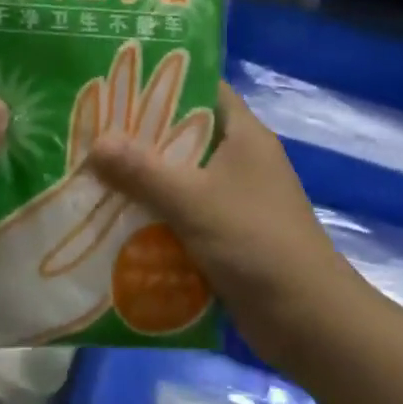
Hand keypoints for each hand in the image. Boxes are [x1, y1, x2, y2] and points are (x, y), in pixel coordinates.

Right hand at [88, 84, 362, 374]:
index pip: (203, 90)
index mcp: (244, 135)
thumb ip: (142, 171)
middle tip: (93, 132)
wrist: (309, 321)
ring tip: (93, 175)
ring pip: (182, 179)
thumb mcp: (193, 201)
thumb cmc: (255, 241)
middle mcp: (241, 160)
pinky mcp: (229, 236)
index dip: (165, 82)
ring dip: (145, 182)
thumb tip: (96, 141)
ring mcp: (237, 200)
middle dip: (141, 138)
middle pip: (185, 136)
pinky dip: (157, 218)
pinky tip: (117, 223)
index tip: (119, 83)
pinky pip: (185, 216)